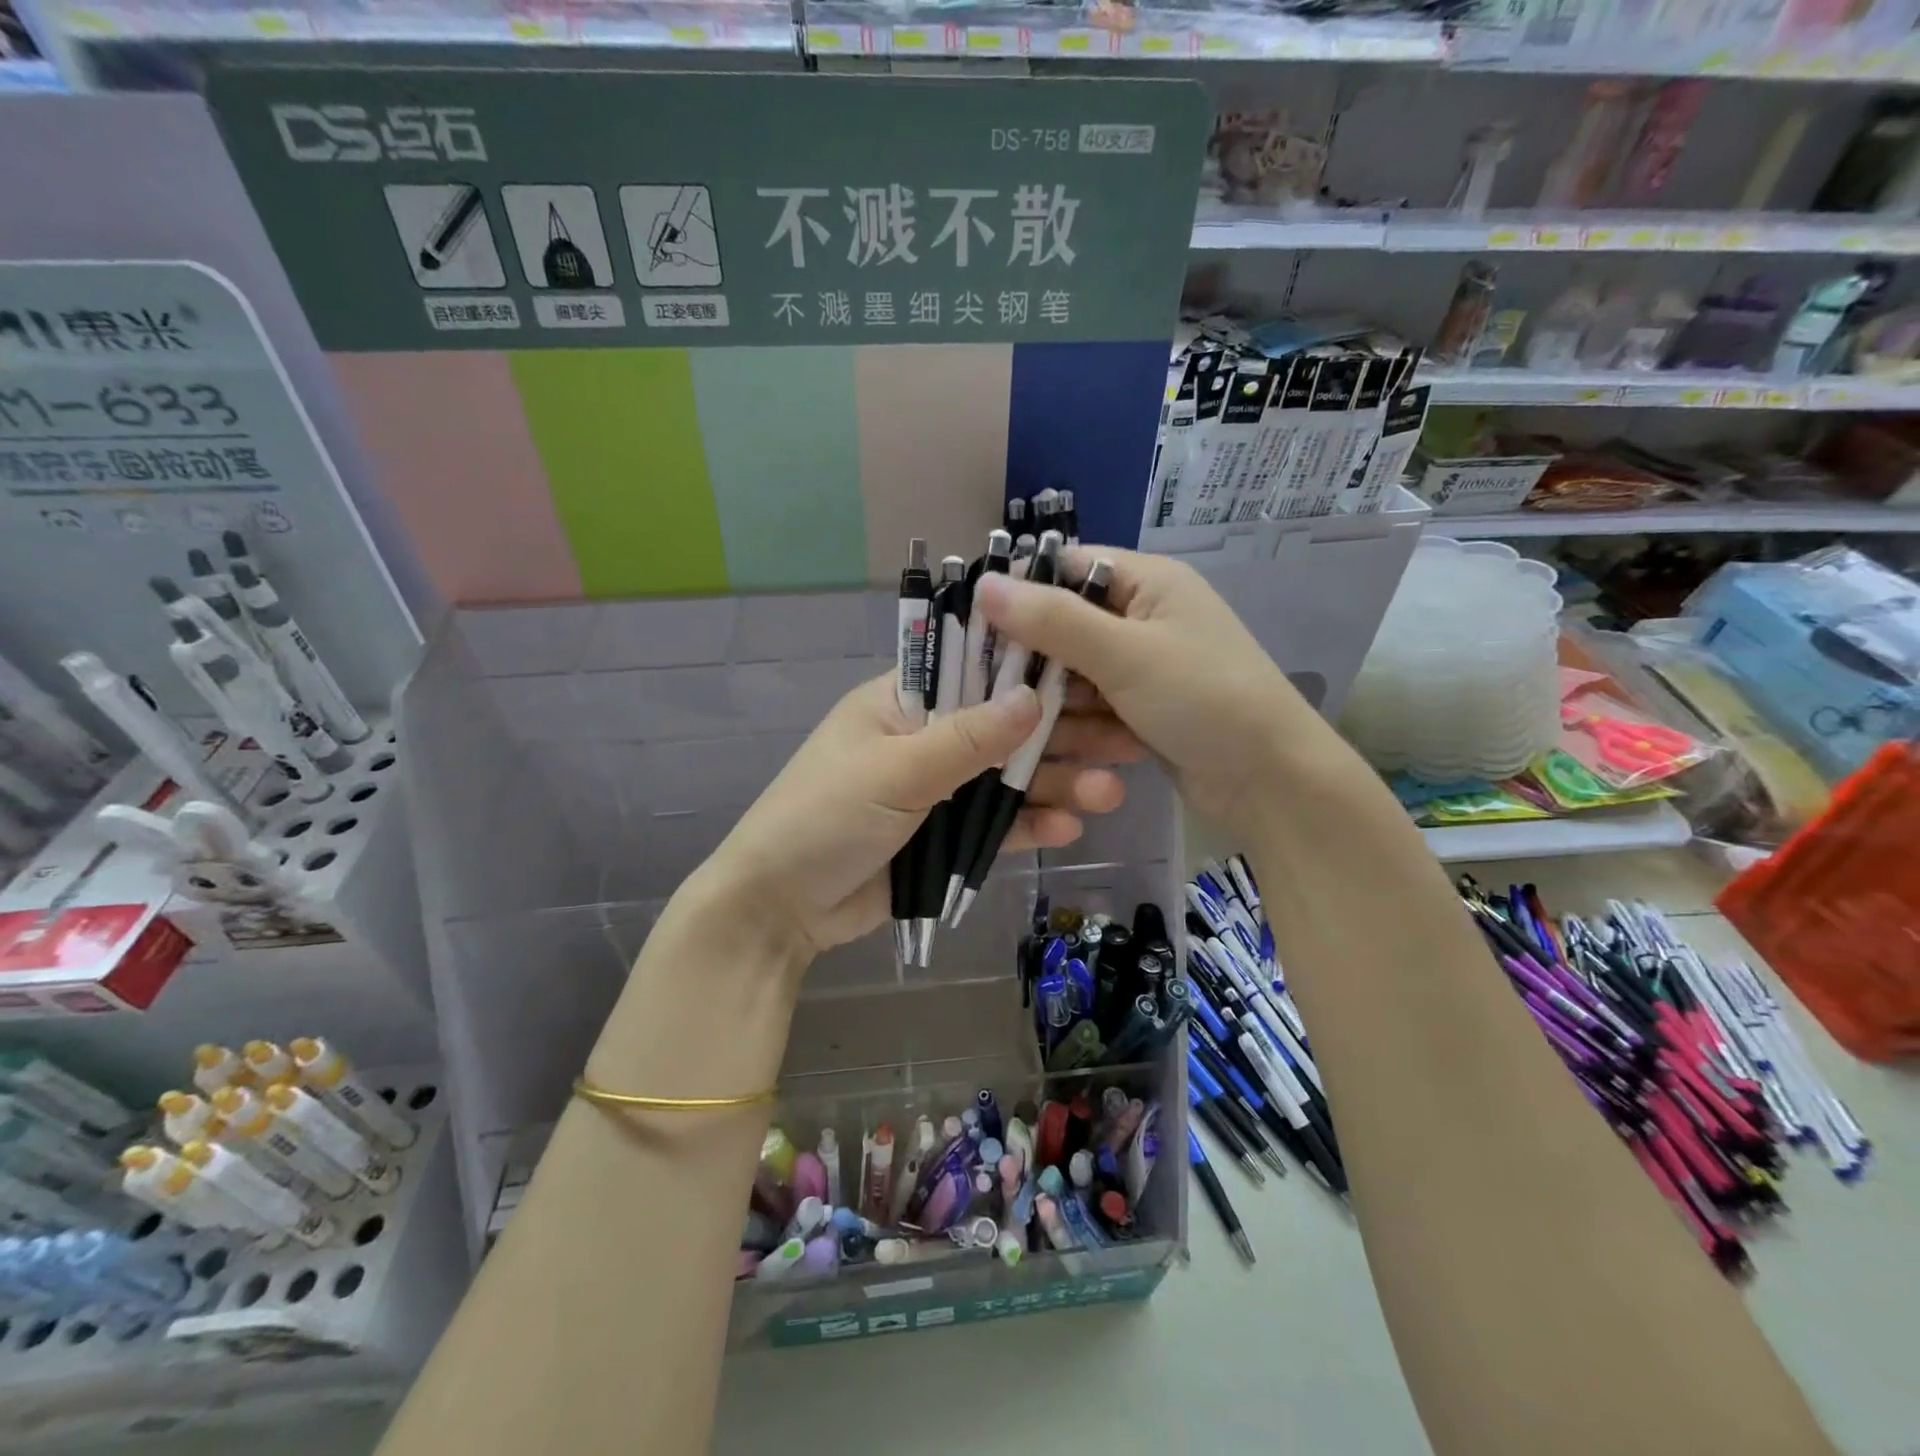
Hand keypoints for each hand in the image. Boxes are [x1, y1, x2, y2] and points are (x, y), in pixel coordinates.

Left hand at [699, 673, 1136, 966]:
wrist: (778, 910)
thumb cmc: (822, 819)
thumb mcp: (892, 772)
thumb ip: (965, 741)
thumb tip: (1033, 698)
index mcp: (902, 703)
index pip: (974, 670)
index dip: (1030, 670)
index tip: (1090, 670)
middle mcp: (926, 739)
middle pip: (1004, 729)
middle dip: (1060, 735)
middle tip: (1124, 739)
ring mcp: (938, 791)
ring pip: (1007, 779)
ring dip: (1055, 783)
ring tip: (1109, 792)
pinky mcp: (944, 839)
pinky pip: (995, 826)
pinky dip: (1030, 824)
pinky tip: (1071, 826)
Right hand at [975, 546, 1351, 842]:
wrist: (1271, 781)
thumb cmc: (1205, 699)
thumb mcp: (1125, 654)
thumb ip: (1053, 620)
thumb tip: (982, 584)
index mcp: (1148, 581)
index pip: (1065, 568)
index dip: (1019, 593)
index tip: (976, 630)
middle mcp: (1144, 616)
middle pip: (1064, 626)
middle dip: (1038, 662)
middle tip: (1000, 693)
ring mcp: (1144, 665)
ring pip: (1074, 673)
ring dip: (1062, 704)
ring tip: (1053, 732)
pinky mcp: (1142, 707)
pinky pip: (1094, 706)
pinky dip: (1085, 725)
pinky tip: (1087, 749)